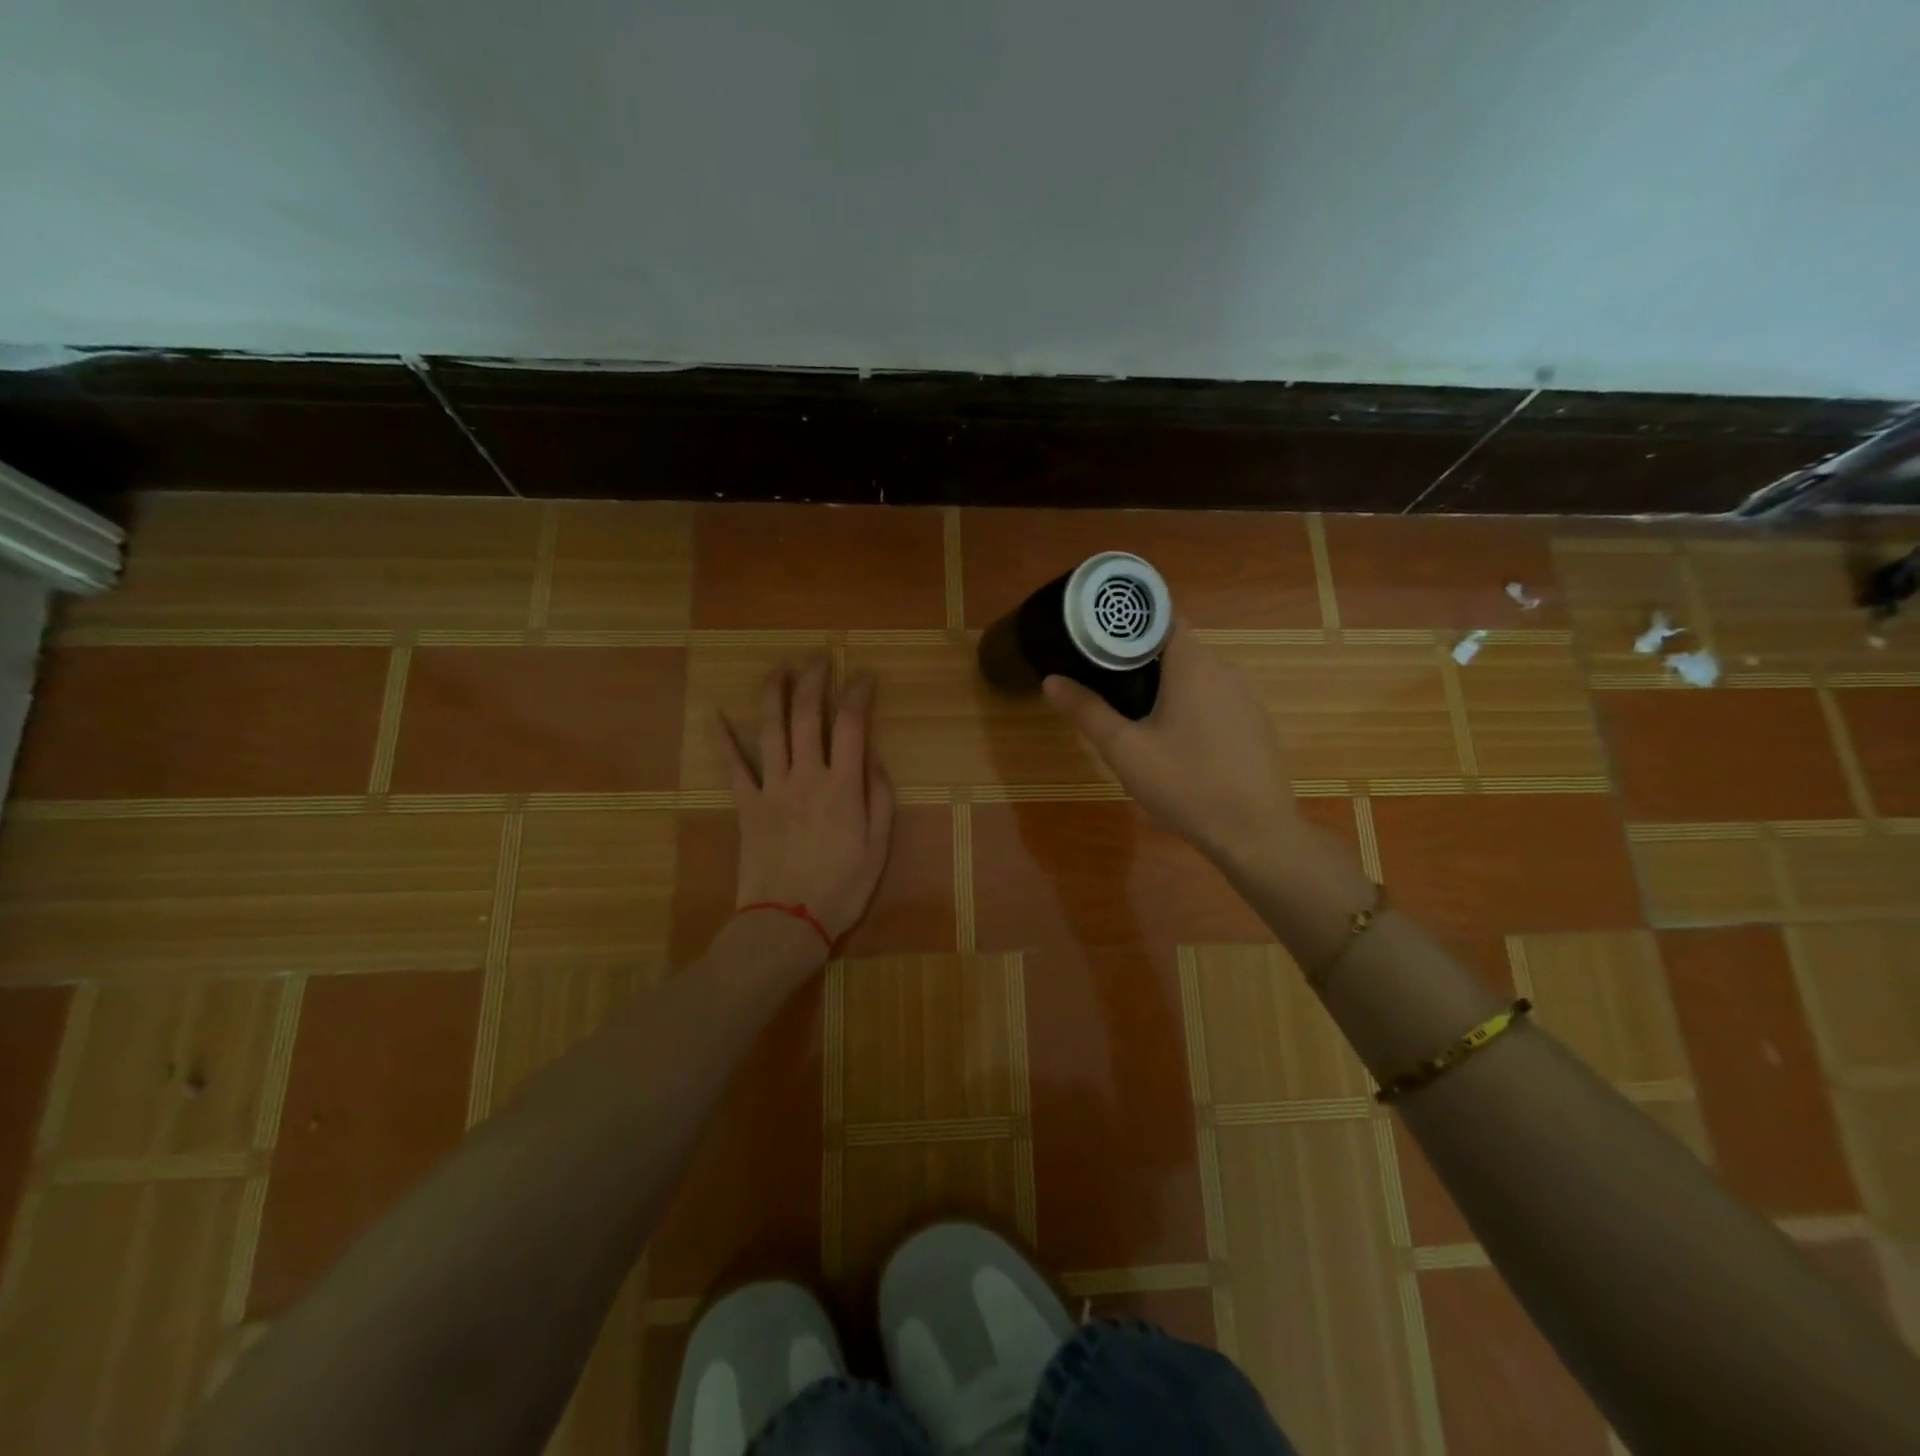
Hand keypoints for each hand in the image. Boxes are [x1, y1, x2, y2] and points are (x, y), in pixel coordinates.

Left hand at [716, 657, 894, 943]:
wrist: (787, 923)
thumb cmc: (841, 889)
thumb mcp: (879, 848)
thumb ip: (880, 798)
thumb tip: (875, 759)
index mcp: (843, 787)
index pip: (852, 724)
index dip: (859, 692)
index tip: (865, 676)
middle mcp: (806, 776)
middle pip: (808, 714)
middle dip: (814, 678)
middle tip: (820, 657)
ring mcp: (771, 788)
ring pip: (770, 728)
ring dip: (774, 691)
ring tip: (781, 666)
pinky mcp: (745, 804)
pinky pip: (730, 765)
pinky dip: (720, 737)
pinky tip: (712, 711)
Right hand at [1043, 620, 1299, 867]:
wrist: (1256, 834)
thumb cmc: (1185, 784)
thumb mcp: (1125, 750)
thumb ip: (1087, 711)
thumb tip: (1051, 680)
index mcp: (1193, 665)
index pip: (1162, 619)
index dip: (1130, 626)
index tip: (1101, 642)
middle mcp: (1225, 670)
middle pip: (1178, 649)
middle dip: (1142, 661)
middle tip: (1107, 686)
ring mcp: (1247, 698)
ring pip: (1199, 677)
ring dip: (1169, 687)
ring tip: (1137, 717)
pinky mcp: (1257, 724)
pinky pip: (1218, 701)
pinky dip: (1194, 708)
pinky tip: (1179, 744)